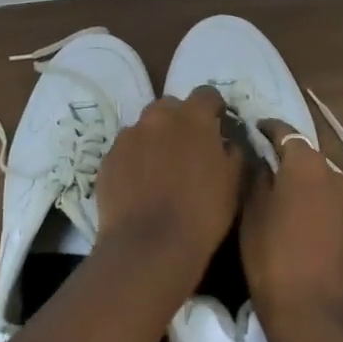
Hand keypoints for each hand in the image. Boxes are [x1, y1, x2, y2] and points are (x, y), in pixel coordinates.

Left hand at [96, 88, 242, 282]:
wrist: (149, 246)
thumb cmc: (202, 214)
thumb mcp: (234, 183)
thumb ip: (233, 151)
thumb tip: (227, 140)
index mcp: (193, 117)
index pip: (207, 94)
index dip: (214, 109)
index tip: (217, 126)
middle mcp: (158, 116)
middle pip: (171, 106)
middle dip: (180, 122)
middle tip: (187, 150)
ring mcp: (129, 135)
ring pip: (145, 127)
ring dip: (155, 140)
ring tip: (160, 172)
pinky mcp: (108, 156)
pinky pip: (126, 150)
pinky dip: (134, 160)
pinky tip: (140, 186)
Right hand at [241, 120, 342, 341]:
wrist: (314, 318)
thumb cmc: (273, 257)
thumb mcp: (252, 211)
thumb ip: (256, 175)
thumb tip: (260, 157)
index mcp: (308, 163)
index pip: (284, 132)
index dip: (266, 129)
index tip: (250, 130)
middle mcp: (335, 174)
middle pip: (305, 155)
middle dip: (284, 155)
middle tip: (260, 161)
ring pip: (319, 178)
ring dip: (300, 179)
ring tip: (275, 188)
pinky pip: (328, 200)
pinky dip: (312, 199)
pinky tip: (294, 212)